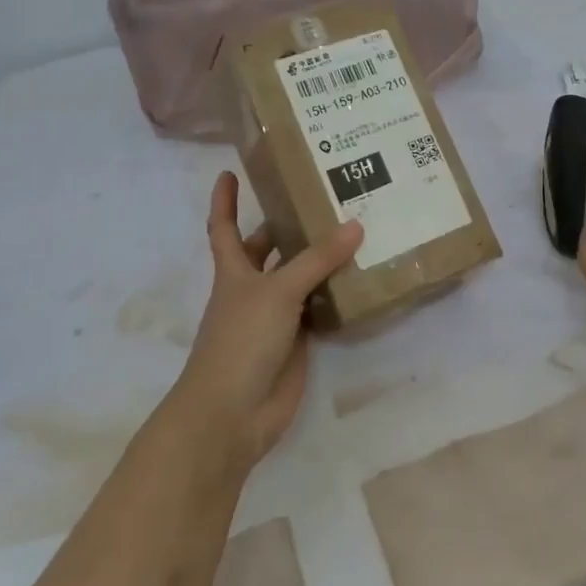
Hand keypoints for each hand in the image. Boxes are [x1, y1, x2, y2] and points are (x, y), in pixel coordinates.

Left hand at [168, 172, 362, 470]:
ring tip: (355, 229)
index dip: (224, 201)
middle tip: (321, 197)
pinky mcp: (296, 342)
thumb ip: (317, 260)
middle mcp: (253, 290)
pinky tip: (362, 279)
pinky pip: (318, 310)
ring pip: (298, 279)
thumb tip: (355, 225)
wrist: (233, 413)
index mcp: (235, 271)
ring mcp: (275, 317)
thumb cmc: (241, 340)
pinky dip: (335, 296)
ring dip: (319, 260)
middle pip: (267, 250)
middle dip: (286, 226)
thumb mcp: (278, 291)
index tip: (229, 172)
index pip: (224, 227)